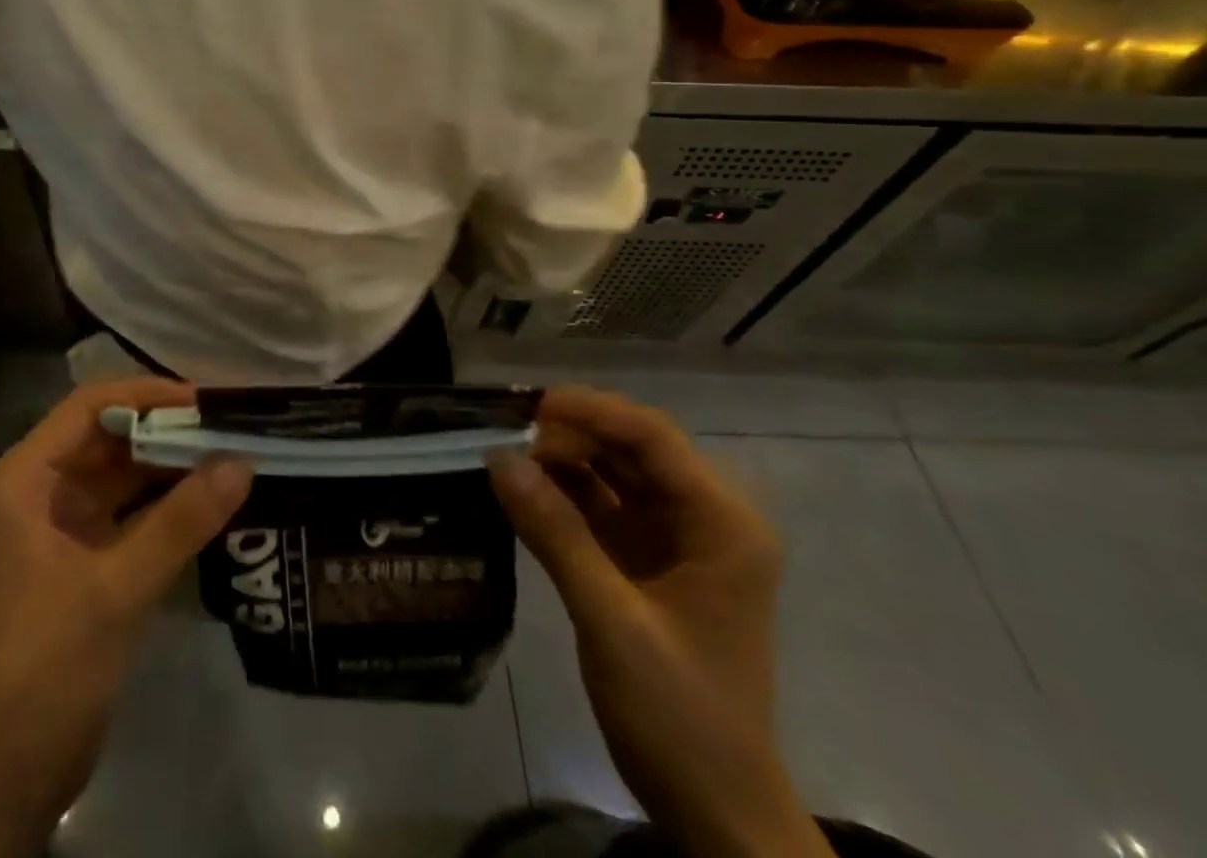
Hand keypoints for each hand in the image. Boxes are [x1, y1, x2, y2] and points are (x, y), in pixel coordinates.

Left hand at [0, 379, 251, 857]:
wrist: (11, 772)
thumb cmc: (48, 665)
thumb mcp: (118, 588)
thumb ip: (181, 521)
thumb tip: (243, 463)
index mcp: (23, 479)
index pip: (88, 406)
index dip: (146, 394)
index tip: (203, 400)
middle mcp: (39, 488)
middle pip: (109, 436)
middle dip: (167, 429)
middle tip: (229, 423)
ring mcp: (61, 522)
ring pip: (123, 471)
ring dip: (172, 463)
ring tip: (231, 450)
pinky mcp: (84, 554)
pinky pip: (131, 509)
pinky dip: (168, 500)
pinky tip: (212, 495)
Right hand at [489, 389, 831, 857]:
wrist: (716, 811)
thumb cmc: (681, 715)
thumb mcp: (613, 621)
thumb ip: (555, 533)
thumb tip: (498, 457)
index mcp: (721, 522)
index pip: (651, 436)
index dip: (590, 411)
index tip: (528, 409)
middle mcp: (704, 516)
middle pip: (630, 447)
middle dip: (569, 436)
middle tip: (506, 440)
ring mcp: (674, 538)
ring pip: (611, 471)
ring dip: (561, 461)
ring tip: (505, 459)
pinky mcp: (646, 558)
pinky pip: (600, 505)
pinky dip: (562, 495)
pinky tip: (520, 492)